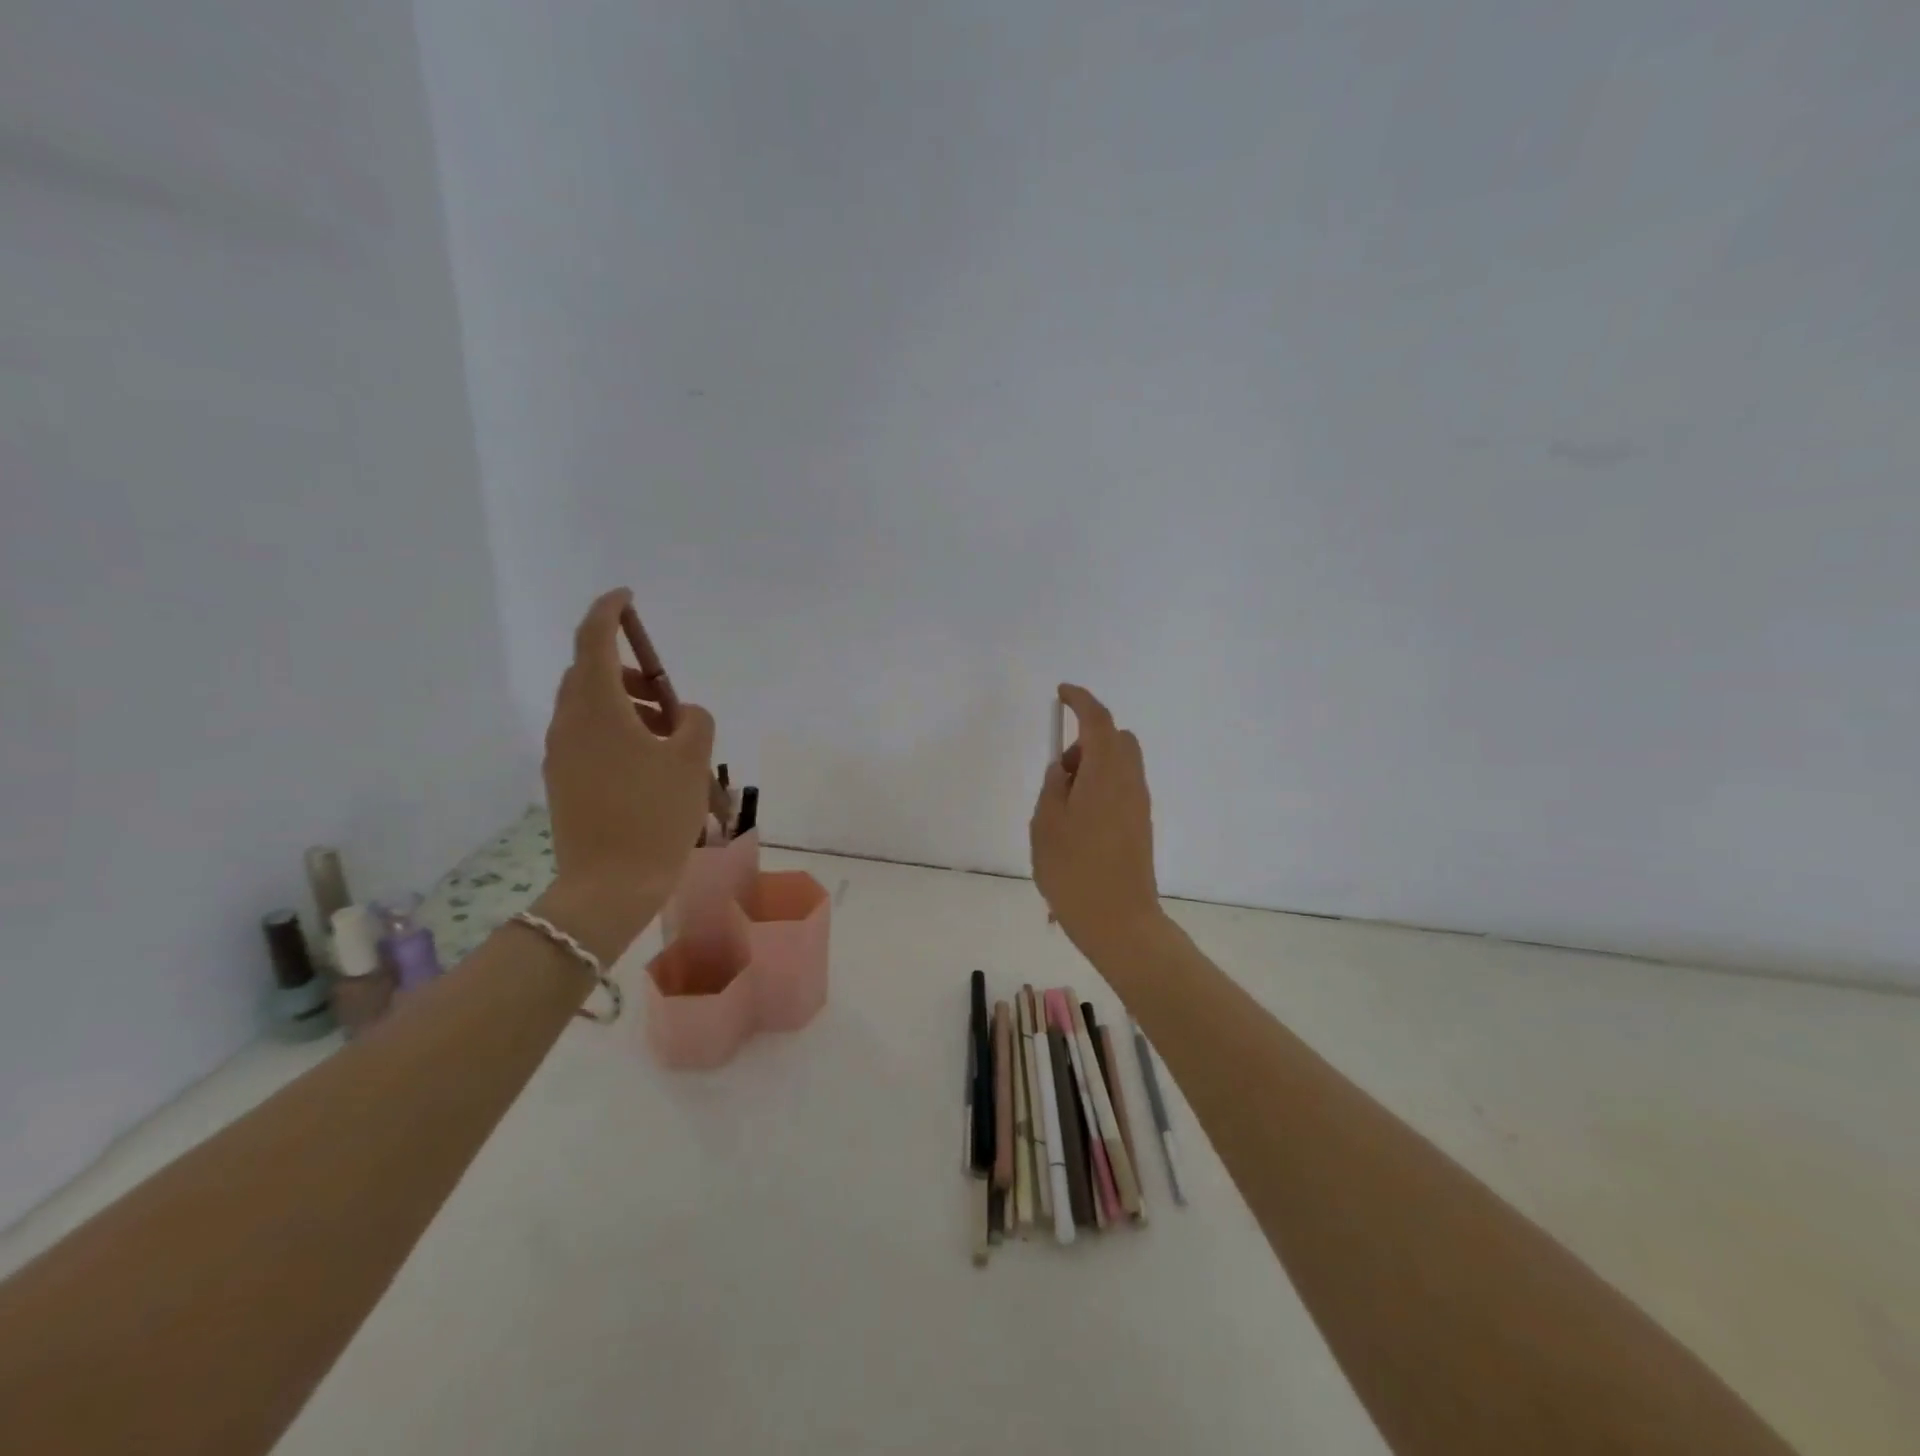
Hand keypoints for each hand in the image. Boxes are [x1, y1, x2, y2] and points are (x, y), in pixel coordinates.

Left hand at [537, 589, 714, 959]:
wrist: (609, 886)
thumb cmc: (655, 816)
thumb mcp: (691, 761)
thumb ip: (695, 721)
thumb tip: (684, 714)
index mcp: (597, 709)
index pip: (593, 639)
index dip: (608, 611)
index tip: (626, 598)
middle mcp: (569, 723)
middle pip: (589, 673)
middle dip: (627, 671)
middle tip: (667, 694)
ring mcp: (561, 754)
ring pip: (588, 707)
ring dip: (625, 704)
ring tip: (668, 735)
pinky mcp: (563, 779)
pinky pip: (587, 735)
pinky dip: (616, 730)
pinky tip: (648, 762)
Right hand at [1029, 684, 1163, 956]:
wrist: (1119, 921)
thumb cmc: (1074, 870)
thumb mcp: (1047, 824)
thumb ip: (1053, 787)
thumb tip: (1064, 770)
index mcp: (1106, 773)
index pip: (1098, 720)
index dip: (1080, 700)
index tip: (1061, 693)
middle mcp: (1130, 782)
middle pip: (1116, 740)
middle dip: (1087, 740)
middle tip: (1060, 771)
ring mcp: (1139, 805)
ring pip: (1120, 765)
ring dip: (1093, 768)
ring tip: (1063, 805)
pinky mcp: (1140, 826)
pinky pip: (1121, 789)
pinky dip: (1100, 789)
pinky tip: (1077, 825)